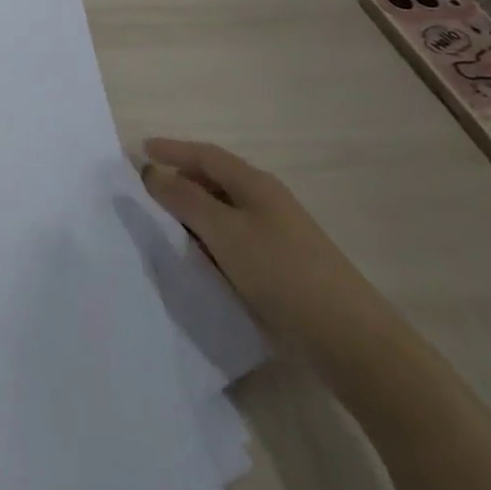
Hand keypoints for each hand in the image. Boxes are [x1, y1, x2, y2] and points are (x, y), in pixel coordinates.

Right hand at [140, 138, 398, 372]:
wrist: (350, 339)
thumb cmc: (281, 272)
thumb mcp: (224, 231)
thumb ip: (184, 199)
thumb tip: (152, 171)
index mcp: (254, 184)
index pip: (206, 155)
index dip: (172, 150)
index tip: (141, 150)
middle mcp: (267, 201)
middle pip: (216, 180)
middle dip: (181, 180)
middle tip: (147, 190)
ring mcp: (278, 234)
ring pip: (225, 212)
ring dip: (195, 213)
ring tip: (165, 225)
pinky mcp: (283, 266)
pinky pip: (236, 240)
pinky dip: (212, 240)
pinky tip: (200, 259)